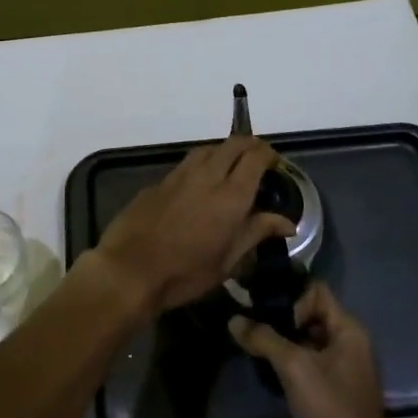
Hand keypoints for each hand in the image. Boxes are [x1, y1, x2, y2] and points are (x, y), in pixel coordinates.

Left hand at [95, 137, 294, 313]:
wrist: (130, 269)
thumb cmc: (186, 273)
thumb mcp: (228, 261)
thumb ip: (256, 233)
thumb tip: (287, 222)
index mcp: (231, 195)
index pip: (256, 157)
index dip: (269, 154)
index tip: (275, 164)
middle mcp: (208, 175)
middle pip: (233, 145)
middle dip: (249, 146)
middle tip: (257, 161)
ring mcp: (180, 175)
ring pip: (208, 149)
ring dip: (224, 151)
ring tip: (230, 168)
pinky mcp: (159, 181)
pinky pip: (187, 163)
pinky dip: (201, 165)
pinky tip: (199, 184)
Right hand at [229, 283, 409, 417]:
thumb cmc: (331, 410)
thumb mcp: (294, 368)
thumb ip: (263, 338)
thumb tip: (234, 319)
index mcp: (348, 331)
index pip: (316, 291)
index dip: (290, 296)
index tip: (263, 310)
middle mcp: (346, 345)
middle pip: (308, 315)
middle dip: (278, 316)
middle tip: (246, 320)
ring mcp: (338, 372)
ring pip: (303, 342)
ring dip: (278, 341)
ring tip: (247, 341)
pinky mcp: (327, 395)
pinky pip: (302, 367)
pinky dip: (283, 364)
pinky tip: (260, 368)